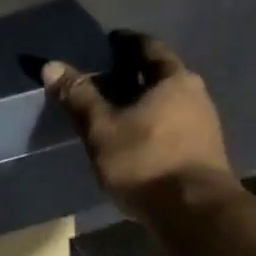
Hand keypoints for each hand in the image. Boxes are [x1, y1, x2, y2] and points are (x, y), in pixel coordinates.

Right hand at [41, 33, 238, 221]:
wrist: (194, 212)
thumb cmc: (145, 162)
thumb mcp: (102, 129)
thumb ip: (79, 97)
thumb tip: (51, 66)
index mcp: (174, 79)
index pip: (148, 48)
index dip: (126, 43)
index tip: (108, 43)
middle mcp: (195, 95)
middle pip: (161, 76)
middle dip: (134, 76)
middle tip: (104, 79)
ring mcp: (205, 125)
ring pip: (168, 104)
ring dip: (145, 104)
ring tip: (116, 111)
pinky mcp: (204, 154)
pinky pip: (173, 128)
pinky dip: (153, 127)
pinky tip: (136, 140)